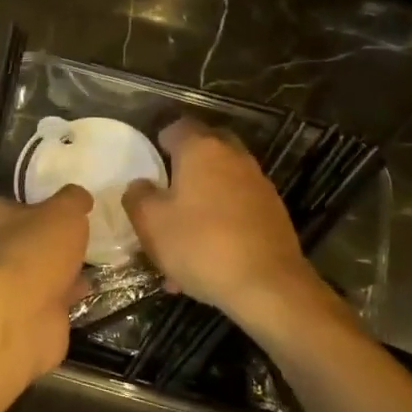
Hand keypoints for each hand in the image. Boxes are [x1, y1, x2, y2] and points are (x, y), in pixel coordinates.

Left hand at [0, 185, 91, 381]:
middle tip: (83, 235)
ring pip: (39, 270)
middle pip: (27, 239)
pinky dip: (67, 293)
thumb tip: (78, 196)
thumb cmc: (36, 249)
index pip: (14, 204)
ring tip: (93, 260)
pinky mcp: (22, 313)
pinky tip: (90, 287)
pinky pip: (49, 297)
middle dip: (52, 240)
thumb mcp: (64, 210)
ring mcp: (6, 285)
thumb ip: (73, 199)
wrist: (21, 315)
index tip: (66, 207)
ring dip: (62, 268)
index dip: (40, 204)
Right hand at [122, 119, 318, 325]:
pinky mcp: (273, 212)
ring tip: (183, 236)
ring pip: (223, 181)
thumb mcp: (151, 223)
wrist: (268, 285)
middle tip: (167, 191)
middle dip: (186, 165)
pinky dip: (222, 221)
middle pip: (206, 148)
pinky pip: (238, 207)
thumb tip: (141, 185)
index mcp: (202, 149)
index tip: (150, 163)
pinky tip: (208, 256)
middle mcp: (234, 157)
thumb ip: (138, 196)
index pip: (178, 126)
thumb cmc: (201, 245)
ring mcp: (258, 184)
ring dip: (203, 198)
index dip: (161, 141)